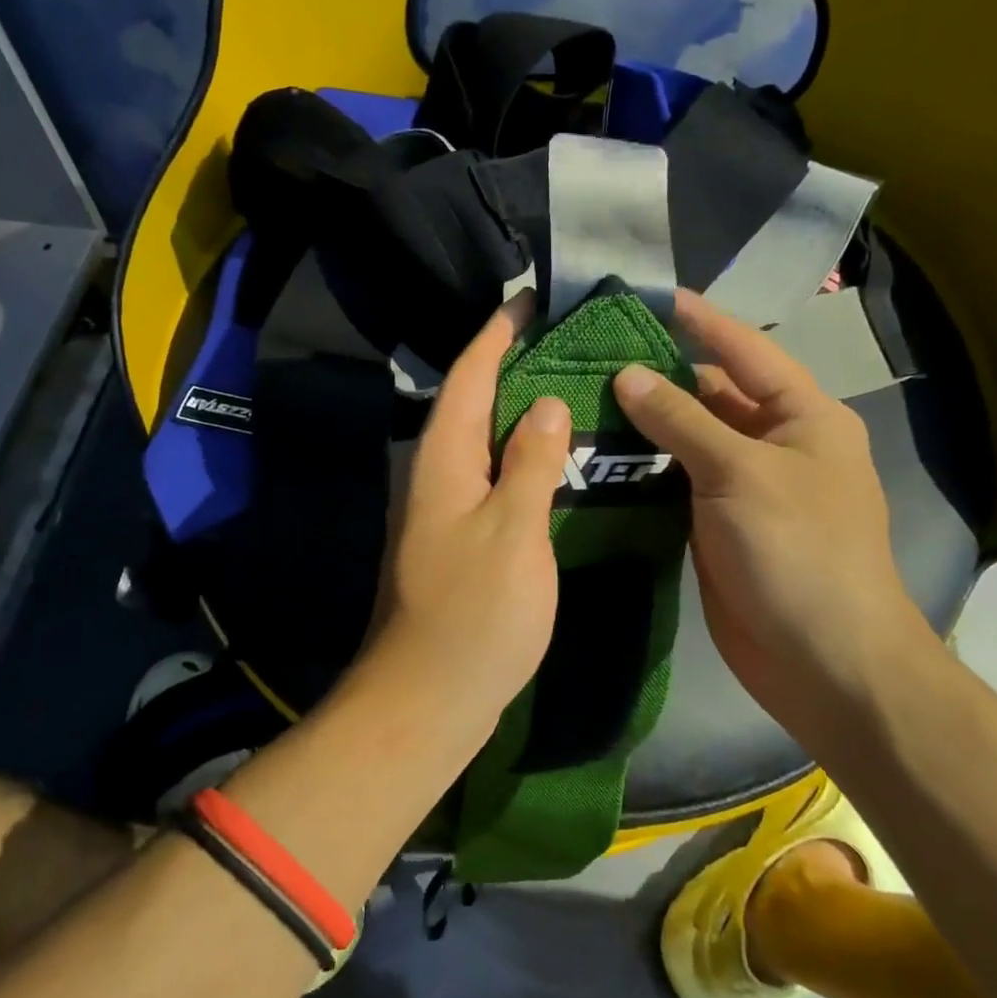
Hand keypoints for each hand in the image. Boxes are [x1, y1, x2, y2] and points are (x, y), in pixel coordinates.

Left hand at [346, 297, 571, 746]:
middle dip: (510, 365)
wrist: (428, 697)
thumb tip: (543, 403)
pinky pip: (491, 479)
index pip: (467, 376)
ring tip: (568, 388)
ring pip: (482, 442)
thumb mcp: (514, 531)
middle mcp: (435, 475)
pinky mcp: (458, 541)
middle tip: (564, 341)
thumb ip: (531, 463)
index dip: (496, 335)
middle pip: (471, 403)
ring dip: (517, 412)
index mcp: (443, 460)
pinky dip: (520, 459)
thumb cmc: (474, 611)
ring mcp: (444, 510)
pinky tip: (554, 461)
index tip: (528, 300)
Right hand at [612, 290, 936, 736]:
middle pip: (709, 395)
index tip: (648, 296)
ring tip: (580, 400)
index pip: (744, 351)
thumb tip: (627, 374)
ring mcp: (743, 489)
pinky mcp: (715, 526)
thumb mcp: (740, 473)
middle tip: (590, 357)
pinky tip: (596, 457)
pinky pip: (675, 484)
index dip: (699, 320)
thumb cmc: (798, 552)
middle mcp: (774, 445)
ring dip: (642, 424)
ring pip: (686, 441)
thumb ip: (681, 420)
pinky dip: (641, 470)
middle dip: (657, 375)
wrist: (824, 661)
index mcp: (802, 418)